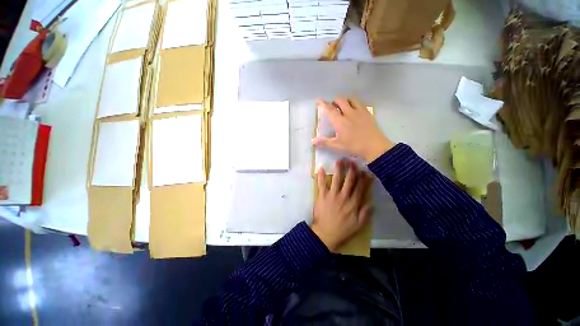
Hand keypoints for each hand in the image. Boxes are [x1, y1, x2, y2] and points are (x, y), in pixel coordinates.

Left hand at [311, 160, 372, 251]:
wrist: (326, 234)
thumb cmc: (343, 230)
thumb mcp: (358, 225)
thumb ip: (365, 214)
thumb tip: (371, 203)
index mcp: (353, 203)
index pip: (360, 188)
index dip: (364, 179)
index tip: (366, 171)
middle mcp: (344, 196)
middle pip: (349, 181)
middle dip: (352, 170)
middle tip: (353, 161)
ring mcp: (332, 195)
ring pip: (336, 180)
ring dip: (338, 169)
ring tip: (340, 160)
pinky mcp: (322, 196)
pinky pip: (321, 184)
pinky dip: (320, 176)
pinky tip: (320, 168)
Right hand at [312, 97, 394, 162]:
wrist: (374, 146)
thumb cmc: (353, 146)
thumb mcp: (337, 146)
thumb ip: (324, 142)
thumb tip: (312, 141)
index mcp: (339, 121)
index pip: (329, 109)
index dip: (323, 104)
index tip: (319, 100)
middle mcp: (348, 113)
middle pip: (340, 100)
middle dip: (335, 101)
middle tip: (333, 106)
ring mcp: (359, 112)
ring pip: (351, 99)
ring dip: (345, 100)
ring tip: (344, 106)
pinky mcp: (367, 113)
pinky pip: (360, 103)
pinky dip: (355, 103)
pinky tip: (355, 110)